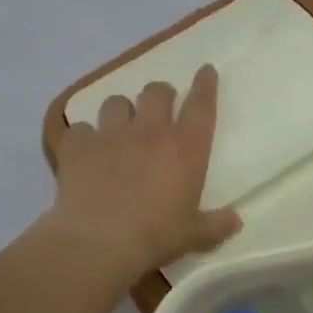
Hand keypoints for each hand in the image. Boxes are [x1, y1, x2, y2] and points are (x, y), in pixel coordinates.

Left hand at [48, 64, 241, 276]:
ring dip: (122, 110)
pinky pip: (80, 128)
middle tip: (161, 106)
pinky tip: (86, 150)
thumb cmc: (157, 236)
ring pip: (116, 102)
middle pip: (156, 92)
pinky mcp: (77, 147)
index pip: (201, 105)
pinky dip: (86, 136)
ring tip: (122, 126)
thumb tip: (236, 221)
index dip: (205, 84)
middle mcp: (150, 132)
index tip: (206, 70)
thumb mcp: (194, 235)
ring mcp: (111, 135)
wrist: (99, 242)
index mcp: (186, 148)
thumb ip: (216, 225)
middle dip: (161, 94)